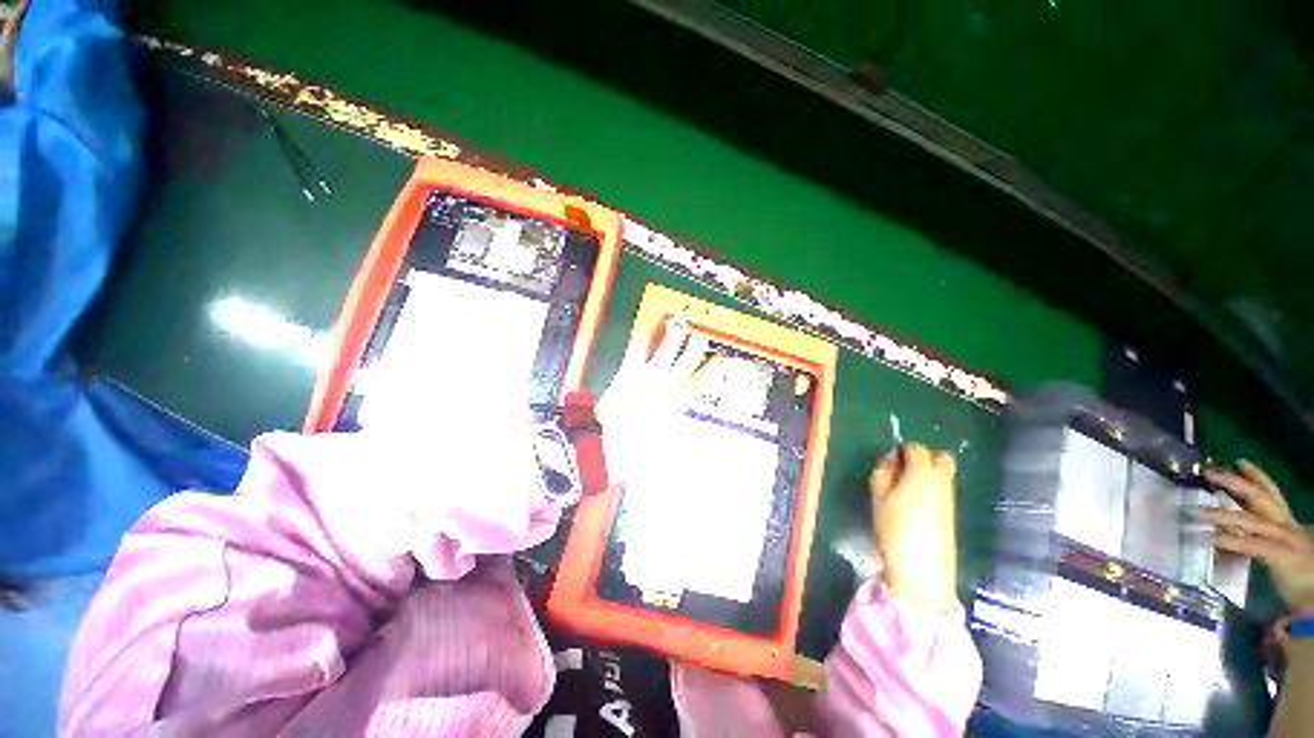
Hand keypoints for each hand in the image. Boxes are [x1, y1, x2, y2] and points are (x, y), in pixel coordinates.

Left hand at [597, 317, 710, 481]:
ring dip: (674, 336)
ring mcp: (650, 376)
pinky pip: (637, 351)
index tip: (719, 359)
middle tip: (701, 335)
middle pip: (688, 359)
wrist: (614, 444)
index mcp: (679, 402)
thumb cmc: (641, 447)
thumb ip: (678, 434)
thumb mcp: (665, 442)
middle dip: (696, 346)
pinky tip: (643, 328)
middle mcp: (668, 385)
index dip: (712, 369)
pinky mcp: (630, 372)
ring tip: (678, 324)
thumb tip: (692, 441)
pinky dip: (641, 339)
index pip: (701, 381)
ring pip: (668, 349)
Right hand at [869, 444, 958, 612]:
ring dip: (927, 474)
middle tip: (901, 473)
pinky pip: (944, 489)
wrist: (923, 570)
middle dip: (922, 459)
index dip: (901, 451)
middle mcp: (942, 481)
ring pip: (944, 473)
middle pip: (940, 457)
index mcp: (922, 473)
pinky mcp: (953, 513)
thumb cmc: (894, 529)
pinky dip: (932, 488)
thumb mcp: (878, 498)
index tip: (889, 465)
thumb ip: (883, 474)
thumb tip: (891, 461)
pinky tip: (916, 505)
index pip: (916, 448)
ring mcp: (951, 497)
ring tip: (906, 490)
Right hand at [1204, 460, 1313, 611]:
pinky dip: (1258, 478)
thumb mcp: (1301, 611)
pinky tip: (1244, 466)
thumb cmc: (1306, 596)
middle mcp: (1288, 533)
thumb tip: (1277, 632)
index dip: (1235, 542)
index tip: (1206, 539)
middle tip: (1203, 500)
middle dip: (1233, 506)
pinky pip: (1272, 494)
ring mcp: (1288, 523)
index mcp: (1289, 555)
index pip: (1260, 546)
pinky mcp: (1286, 520)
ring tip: (1218, 470)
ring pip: (1266, 496)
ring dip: (1241, 483)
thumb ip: (1291, 622)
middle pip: (1260, 514)